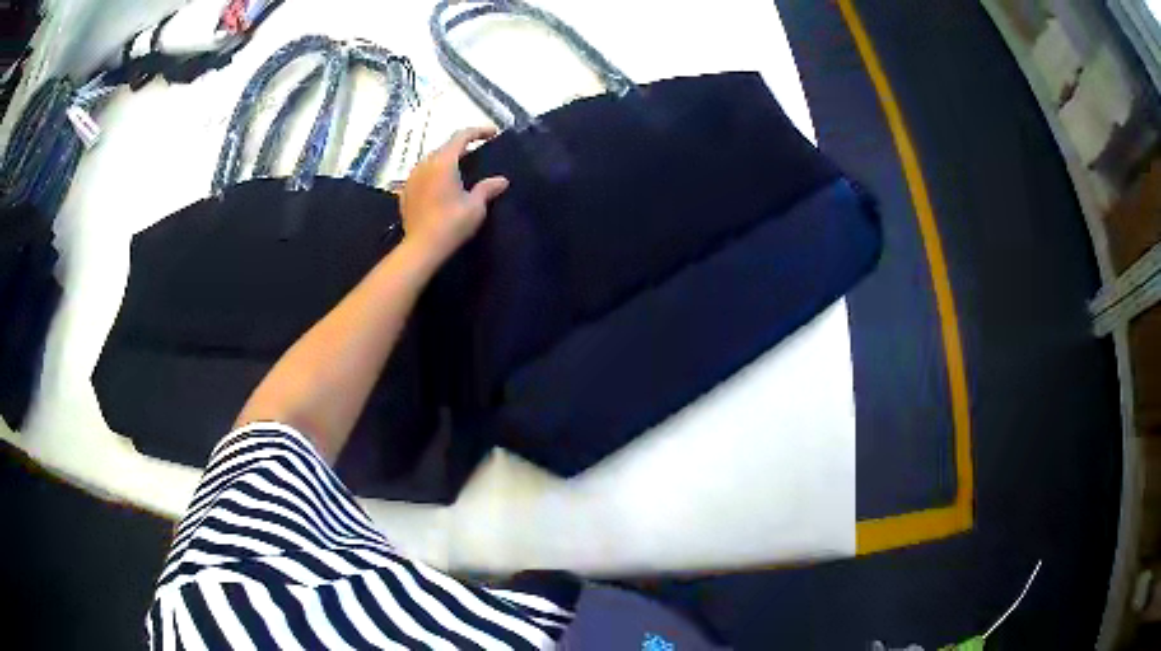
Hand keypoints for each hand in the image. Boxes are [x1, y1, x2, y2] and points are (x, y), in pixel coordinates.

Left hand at [400, 126, 508, 263]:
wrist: (422, 247)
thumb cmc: (451, 223)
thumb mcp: (475, 206)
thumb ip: (487, 188)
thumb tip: (502, 180)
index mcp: (444, 161)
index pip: (462, 136)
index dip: (479, 131)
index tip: (493, 134)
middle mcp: (425, 164)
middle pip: (445, 147)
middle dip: (462, 147)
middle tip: (477, 154)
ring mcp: (412, 178)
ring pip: (431, 161)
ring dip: (446, 161)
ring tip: (459, 171)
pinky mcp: (405, 193)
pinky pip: (422, 175)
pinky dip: (434, 175)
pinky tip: (441, 187)